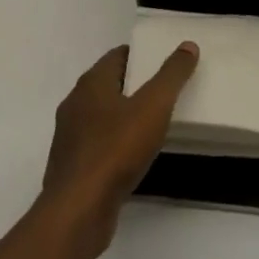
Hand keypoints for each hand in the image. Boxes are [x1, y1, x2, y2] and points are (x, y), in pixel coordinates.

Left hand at [37, 42, 198, 258]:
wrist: (78, 213)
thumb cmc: (116, 150)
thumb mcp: (154, 106)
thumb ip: (172, 75)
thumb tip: (188, 45)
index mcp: (91, 84)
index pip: (117, 56)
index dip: (141, 56)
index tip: (163, 63)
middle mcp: (75, 104)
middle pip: (108, 85)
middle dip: (134, 86)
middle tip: (164, 92)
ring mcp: (70, 138)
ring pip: (101, 117)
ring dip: (123, 117)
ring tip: (153, 125)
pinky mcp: (71, 168)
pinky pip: (97, 145)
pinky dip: (114, 144)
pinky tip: (132, 157)